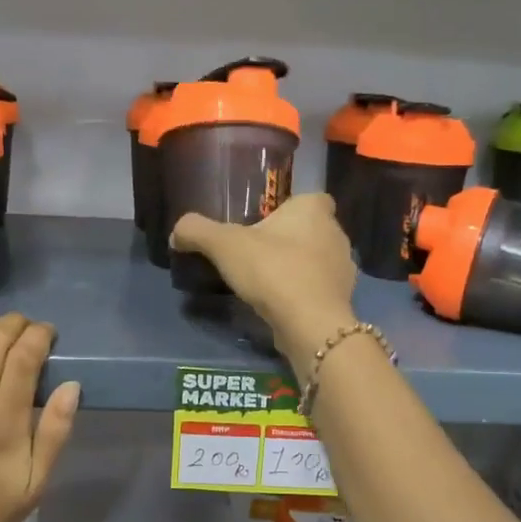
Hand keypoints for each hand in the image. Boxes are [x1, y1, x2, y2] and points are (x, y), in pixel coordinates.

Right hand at [170, 194, 357, 370]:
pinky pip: (318, 289)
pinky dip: (303, 294)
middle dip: (289, 239)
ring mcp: (344, 269)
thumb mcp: (224, 245)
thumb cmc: (272, 270)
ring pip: (317, 260)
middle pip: (311, 230)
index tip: (266, 224)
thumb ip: (197, 231)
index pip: (310, 198)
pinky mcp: (341, 300)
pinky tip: (280, 305)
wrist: (309, 323)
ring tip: (266, 282)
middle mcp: (336, 233)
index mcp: (315, 210)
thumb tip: (177, 233)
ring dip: (297, 268)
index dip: (290, 209)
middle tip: (257, 254)